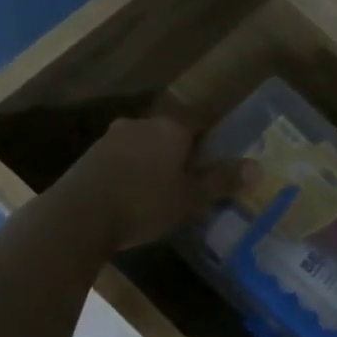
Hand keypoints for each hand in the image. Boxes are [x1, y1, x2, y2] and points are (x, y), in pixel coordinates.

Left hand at [72, 116, 242, 249]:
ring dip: (157, 160)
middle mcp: (142, 124)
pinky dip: (134, 170)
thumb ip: (222, 180)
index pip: (202, 119)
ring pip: (145, 144)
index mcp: (171, 127)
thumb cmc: (144, 203)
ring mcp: (112, 138)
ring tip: (166, 188)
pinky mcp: (91, 156)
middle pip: (172, 131)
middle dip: (184, 150)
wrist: (78, 216)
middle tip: (196, 175)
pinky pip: (124, 158)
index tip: (222, 154)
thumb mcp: (190, 197)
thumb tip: (257, 167)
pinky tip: (136, 194)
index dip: (215, 135)